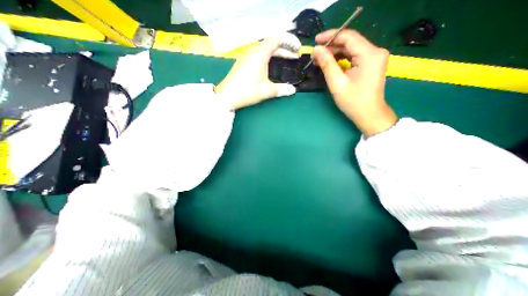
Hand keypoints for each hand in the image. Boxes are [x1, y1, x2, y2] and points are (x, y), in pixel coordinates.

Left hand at [216, 32, 300, 109]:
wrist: (226, 96)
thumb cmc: (247, 92)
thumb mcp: (266, 91)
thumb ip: (281, 89)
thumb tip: (293, 90)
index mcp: (259, 55)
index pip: (277, 39)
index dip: (289, 41)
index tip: (297, 49)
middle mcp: (253, 52)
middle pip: (271, 44)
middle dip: (285, 49)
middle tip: (294, 56)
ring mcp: (246, 57)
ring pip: (264, 50)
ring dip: (276, 53)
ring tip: (285, 60)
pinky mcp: (242, 63)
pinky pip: (258, 55)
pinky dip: (268, 57)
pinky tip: (270, 66)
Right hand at [313, 29, 394, 137]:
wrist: (369, 114)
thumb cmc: (353, 101)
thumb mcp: (337, 83)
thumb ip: (327, 64)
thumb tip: (316, 50)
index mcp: (369, 54)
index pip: (348, 37)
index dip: (331, 36)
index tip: (315, 41)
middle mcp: (375, 51)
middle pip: (350, 42)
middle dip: (331, 47)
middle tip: (315, 55)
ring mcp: (374, 58)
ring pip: (351, 49)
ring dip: (335, 54)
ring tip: (320, 60)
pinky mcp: (371, 64)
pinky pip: (354, 57)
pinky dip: (342, 59)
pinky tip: (331, 64)